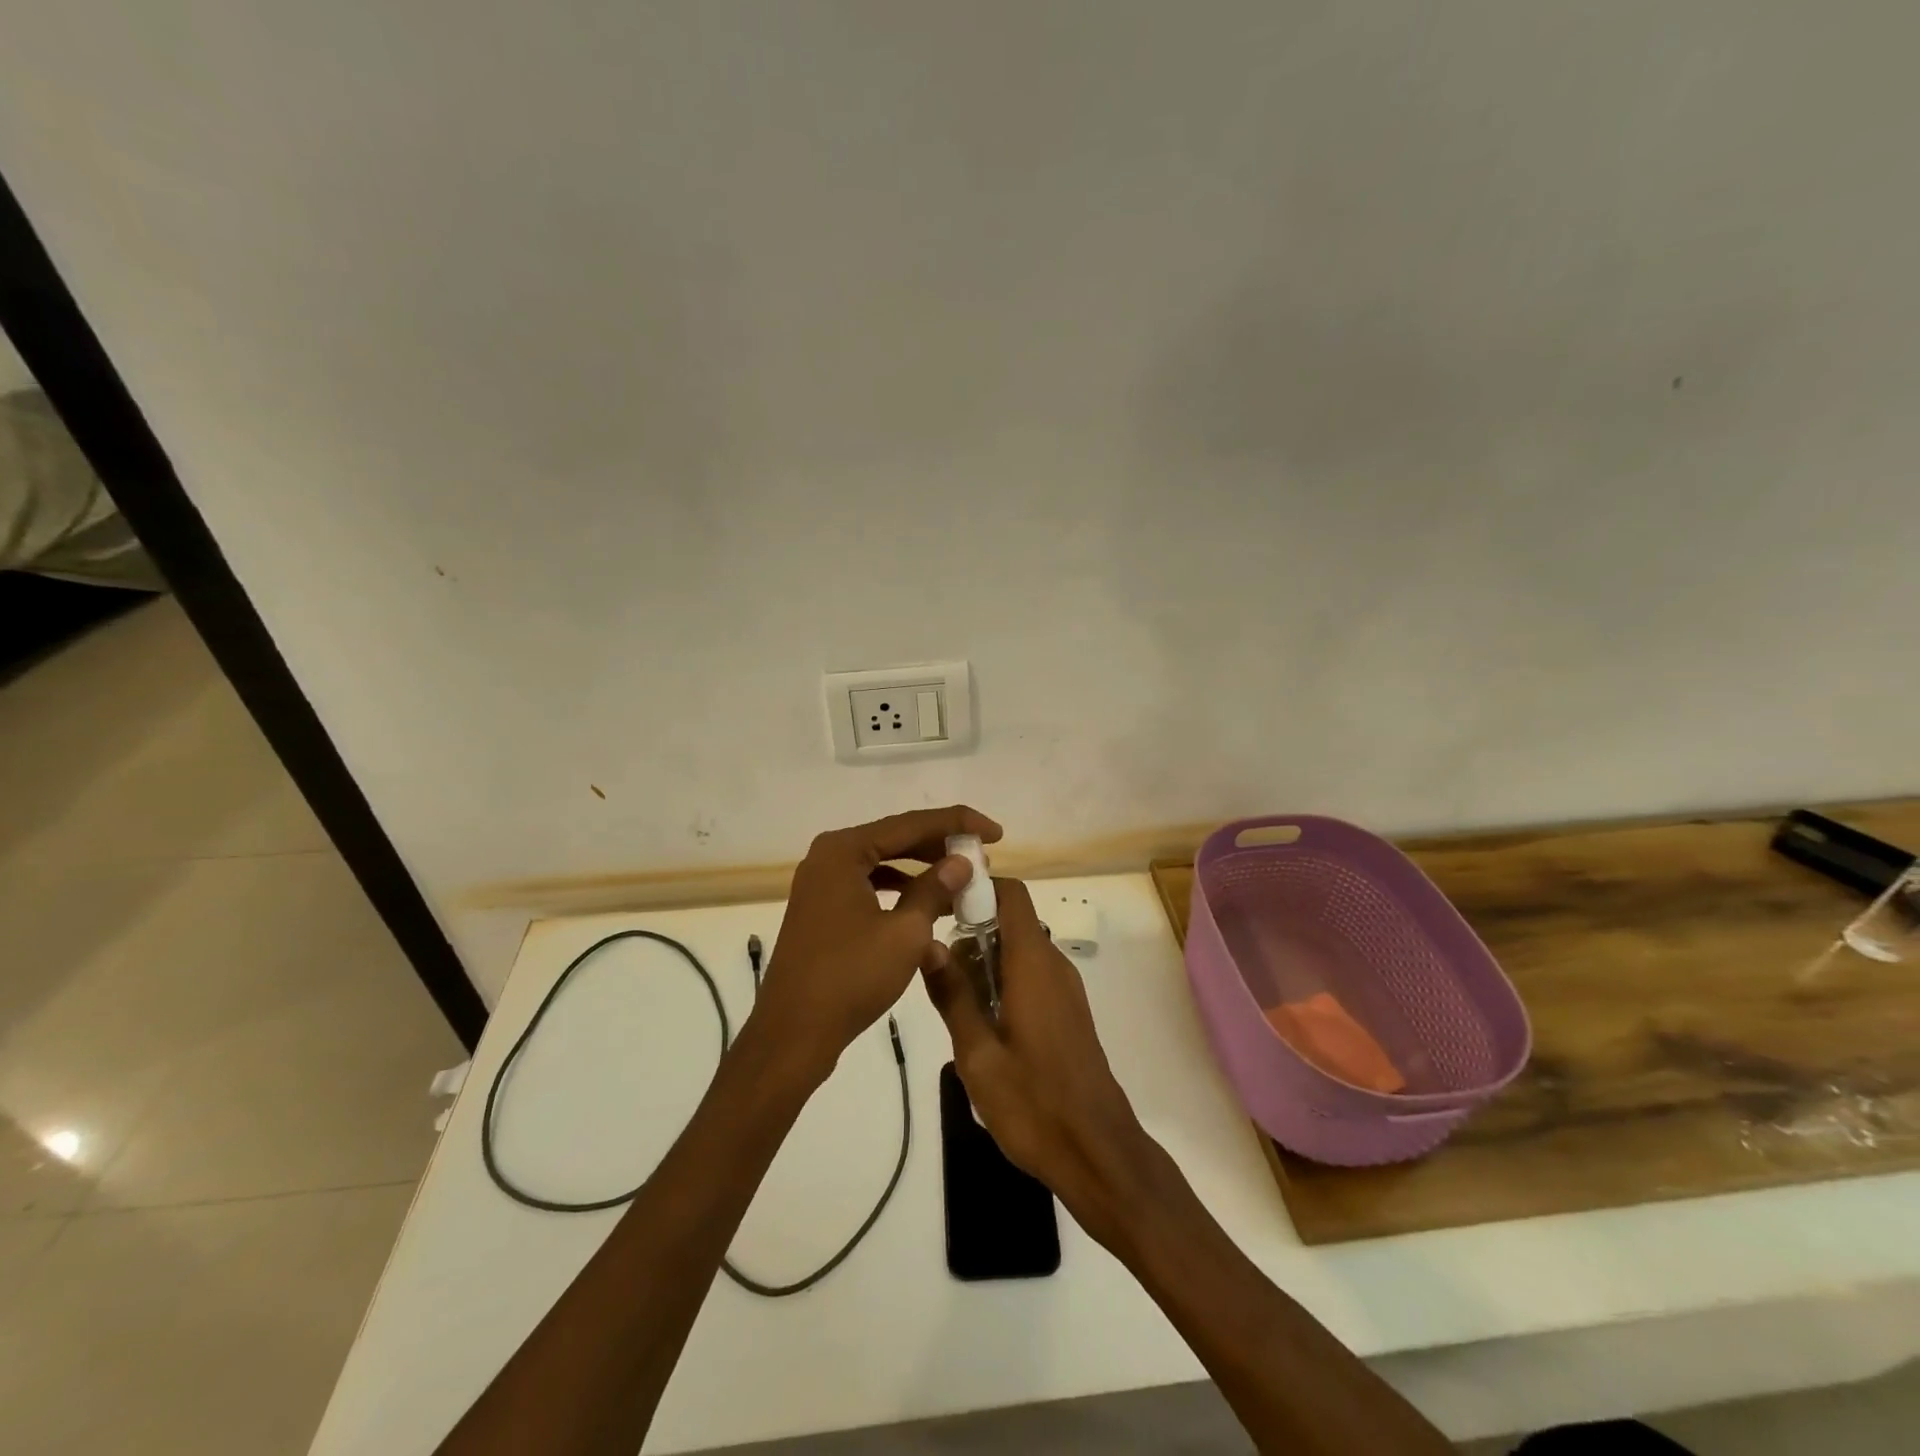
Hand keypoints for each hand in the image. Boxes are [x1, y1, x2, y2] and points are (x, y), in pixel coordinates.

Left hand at [754, 806, 1000, 1079]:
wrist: (793, 1035)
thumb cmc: (850, 977)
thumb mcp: (904, 932)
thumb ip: (934, 890)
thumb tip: (961, 862)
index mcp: (843, 851)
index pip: (910, 824)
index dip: (957, 824)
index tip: (995, 831)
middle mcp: (828, 858)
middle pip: (895, 839)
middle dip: (940, 847)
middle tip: (982, 855)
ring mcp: (822, 885)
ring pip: (883, 864)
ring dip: (922, 871)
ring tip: (961, 880)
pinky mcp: (823, 911)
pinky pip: (869, 887)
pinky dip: (900, 892)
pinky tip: (927, 908)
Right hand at [923, 876, 1154, 1240]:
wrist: (1099, 1153)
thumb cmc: (1033, 1104)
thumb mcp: (977, 1054)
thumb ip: (952, 995)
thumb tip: (927, 942)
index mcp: (1033, 963)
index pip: (1011, 894)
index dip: (977, 887)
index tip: (940, 905)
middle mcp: (1053, 965)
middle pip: (1011, 923)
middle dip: (971, 934)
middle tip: (938, 972)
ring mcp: (1065, 990)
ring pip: (1019, 953)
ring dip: (985, 964)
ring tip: (953, 1004)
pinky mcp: (1068, 1013)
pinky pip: (1031, 978)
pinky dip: (1003, 984)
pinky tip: (982, 1027)